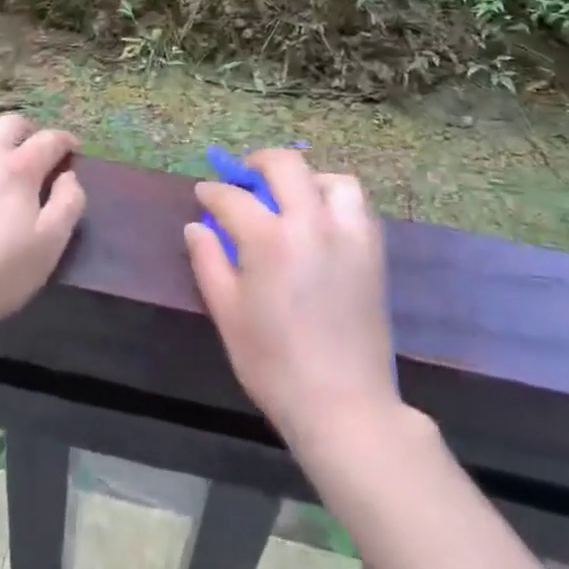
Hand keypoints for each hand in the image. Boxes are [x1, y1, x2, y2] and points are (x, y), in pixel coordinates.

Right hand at [183, 149, 401, 448]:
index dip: (213, 191)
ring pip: (330, 178)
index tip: (204, 193)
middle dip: (258, 163)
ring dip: (306, 179)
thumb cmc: (275, 365)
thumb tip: (195, 226)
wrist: (344, 406)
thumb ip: (208, 262)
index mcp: (270, 240)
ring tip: (291, 199)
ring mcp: (348, 234)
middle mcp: (311, 223)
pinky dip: (335, 199)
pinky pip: (356, 205)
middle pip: (286, 165)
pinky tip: (321, 221)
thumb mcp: (228, 315)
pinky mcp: (372, 250)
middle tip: (245, 178)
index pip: (234, 197)